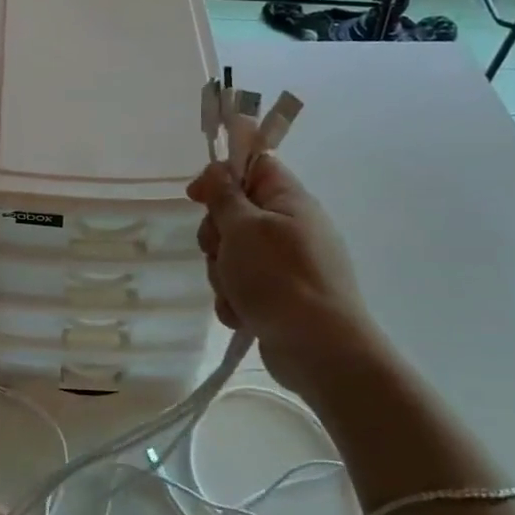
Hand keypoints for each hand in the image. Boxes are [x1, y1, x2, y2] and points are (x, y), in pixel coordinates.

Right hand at [187, 152, 381, 394]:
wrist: (318, 348)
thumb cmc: (279, 278)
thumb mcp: (243, 228)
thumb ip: (224, 196)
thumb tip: (218, 170)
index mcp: (289, 201)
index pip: (253, 166)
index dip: (221, 176)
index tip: (196, 196)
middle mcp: (290, 228)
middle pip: (234, 215)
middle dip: (216, 238)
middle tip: (219, 252)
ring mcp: (285, 265)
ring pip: (232, 255)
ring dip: (223, 274)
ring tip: (235, 293)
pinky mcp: (279, 297)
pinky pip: (242, 287)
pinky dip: (235, 300)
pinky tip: (242, 315)